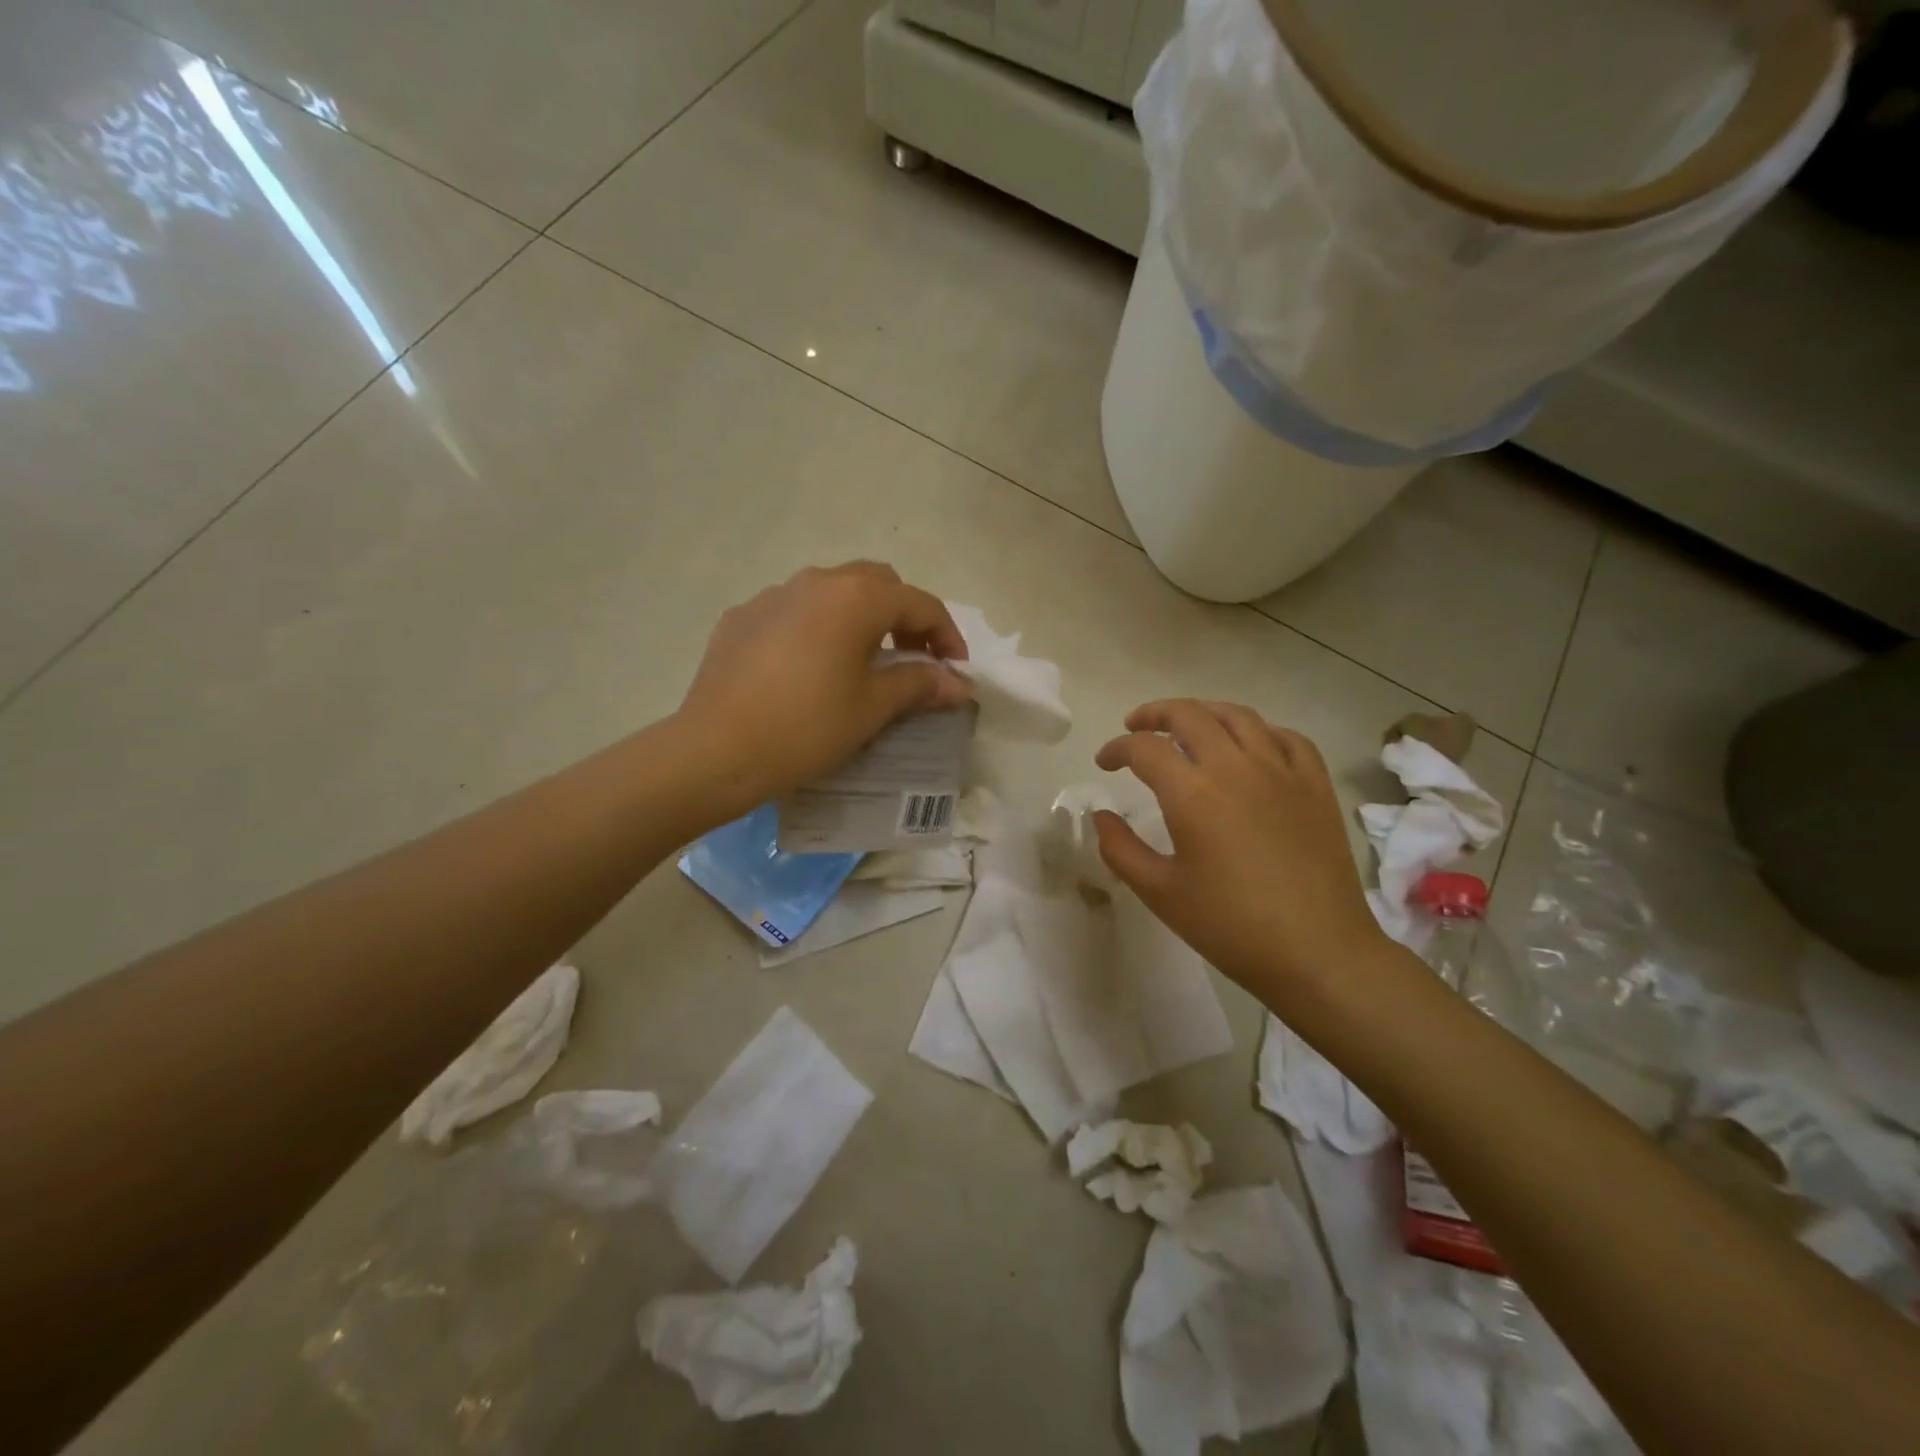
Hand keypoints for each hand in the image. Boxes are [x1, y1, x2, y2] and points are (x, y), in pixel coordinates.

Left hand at [673, 563, 969, 818]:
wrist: (716, 750)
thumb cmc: (807, 727)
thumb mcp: (873, 707)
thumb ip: (920, 684)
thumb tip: (959, 683)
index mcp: (856, 597)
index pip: (920, 602)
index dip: (947, 634)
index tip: (955, 669)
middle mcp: (815, 581)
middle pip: (877, 583)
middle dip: (904, 615)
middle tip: (913, 657)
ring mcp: (772, 595)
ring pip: (832, 592)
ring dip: (859, 617)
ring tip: (861, 661)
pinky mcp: (740, 618)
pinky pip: (793, 611)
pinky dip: (816, 628)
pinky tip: (808, 669)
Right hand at [1093, 701, 1390, 1014]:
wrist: (1319, 953)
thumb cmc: (1231, 927)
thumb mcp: (1160, 893)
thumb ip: (1120, 849)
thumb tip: (1102, 816)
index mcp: (1192, 793)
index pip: (1144, 749)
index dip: (1116, 748)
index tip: (1104, 762)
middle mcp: (1235, 768)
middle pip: (1189, 715)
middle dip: (1154, 714)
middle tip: (1135, 726)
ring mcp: (1281, 772)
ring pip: (1238, 717)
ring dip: (1203, 712)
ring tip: (1187, 726)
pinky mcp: (1315, 786)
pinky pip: (1287, 738)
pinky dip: (1260, 731)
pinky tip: (1250, 746)